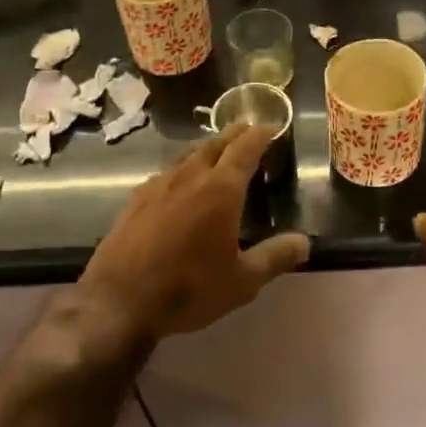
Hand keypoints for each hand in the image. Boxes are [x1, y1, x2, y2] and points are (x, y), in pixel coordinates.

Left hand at [80, 124, 309, 338]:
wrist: (120, 301)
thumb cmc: (189, 289)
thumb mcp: (242, 281)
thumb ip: (275, 257)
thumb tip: (305, 242)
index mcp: (220, 190)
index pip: (244, 149)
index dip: (259, 135)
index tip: (270, 125)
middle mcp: (189, 177)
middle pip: (214, 145)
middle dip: (233, 135)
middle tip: (246, 129)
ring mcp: (157, 186)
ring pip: (186, 156)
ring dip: (205, 149)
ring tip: (215, 152)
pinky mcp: (134, 200)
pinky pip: (164, 174)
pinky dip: (180, 170)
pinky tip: (177, 184)